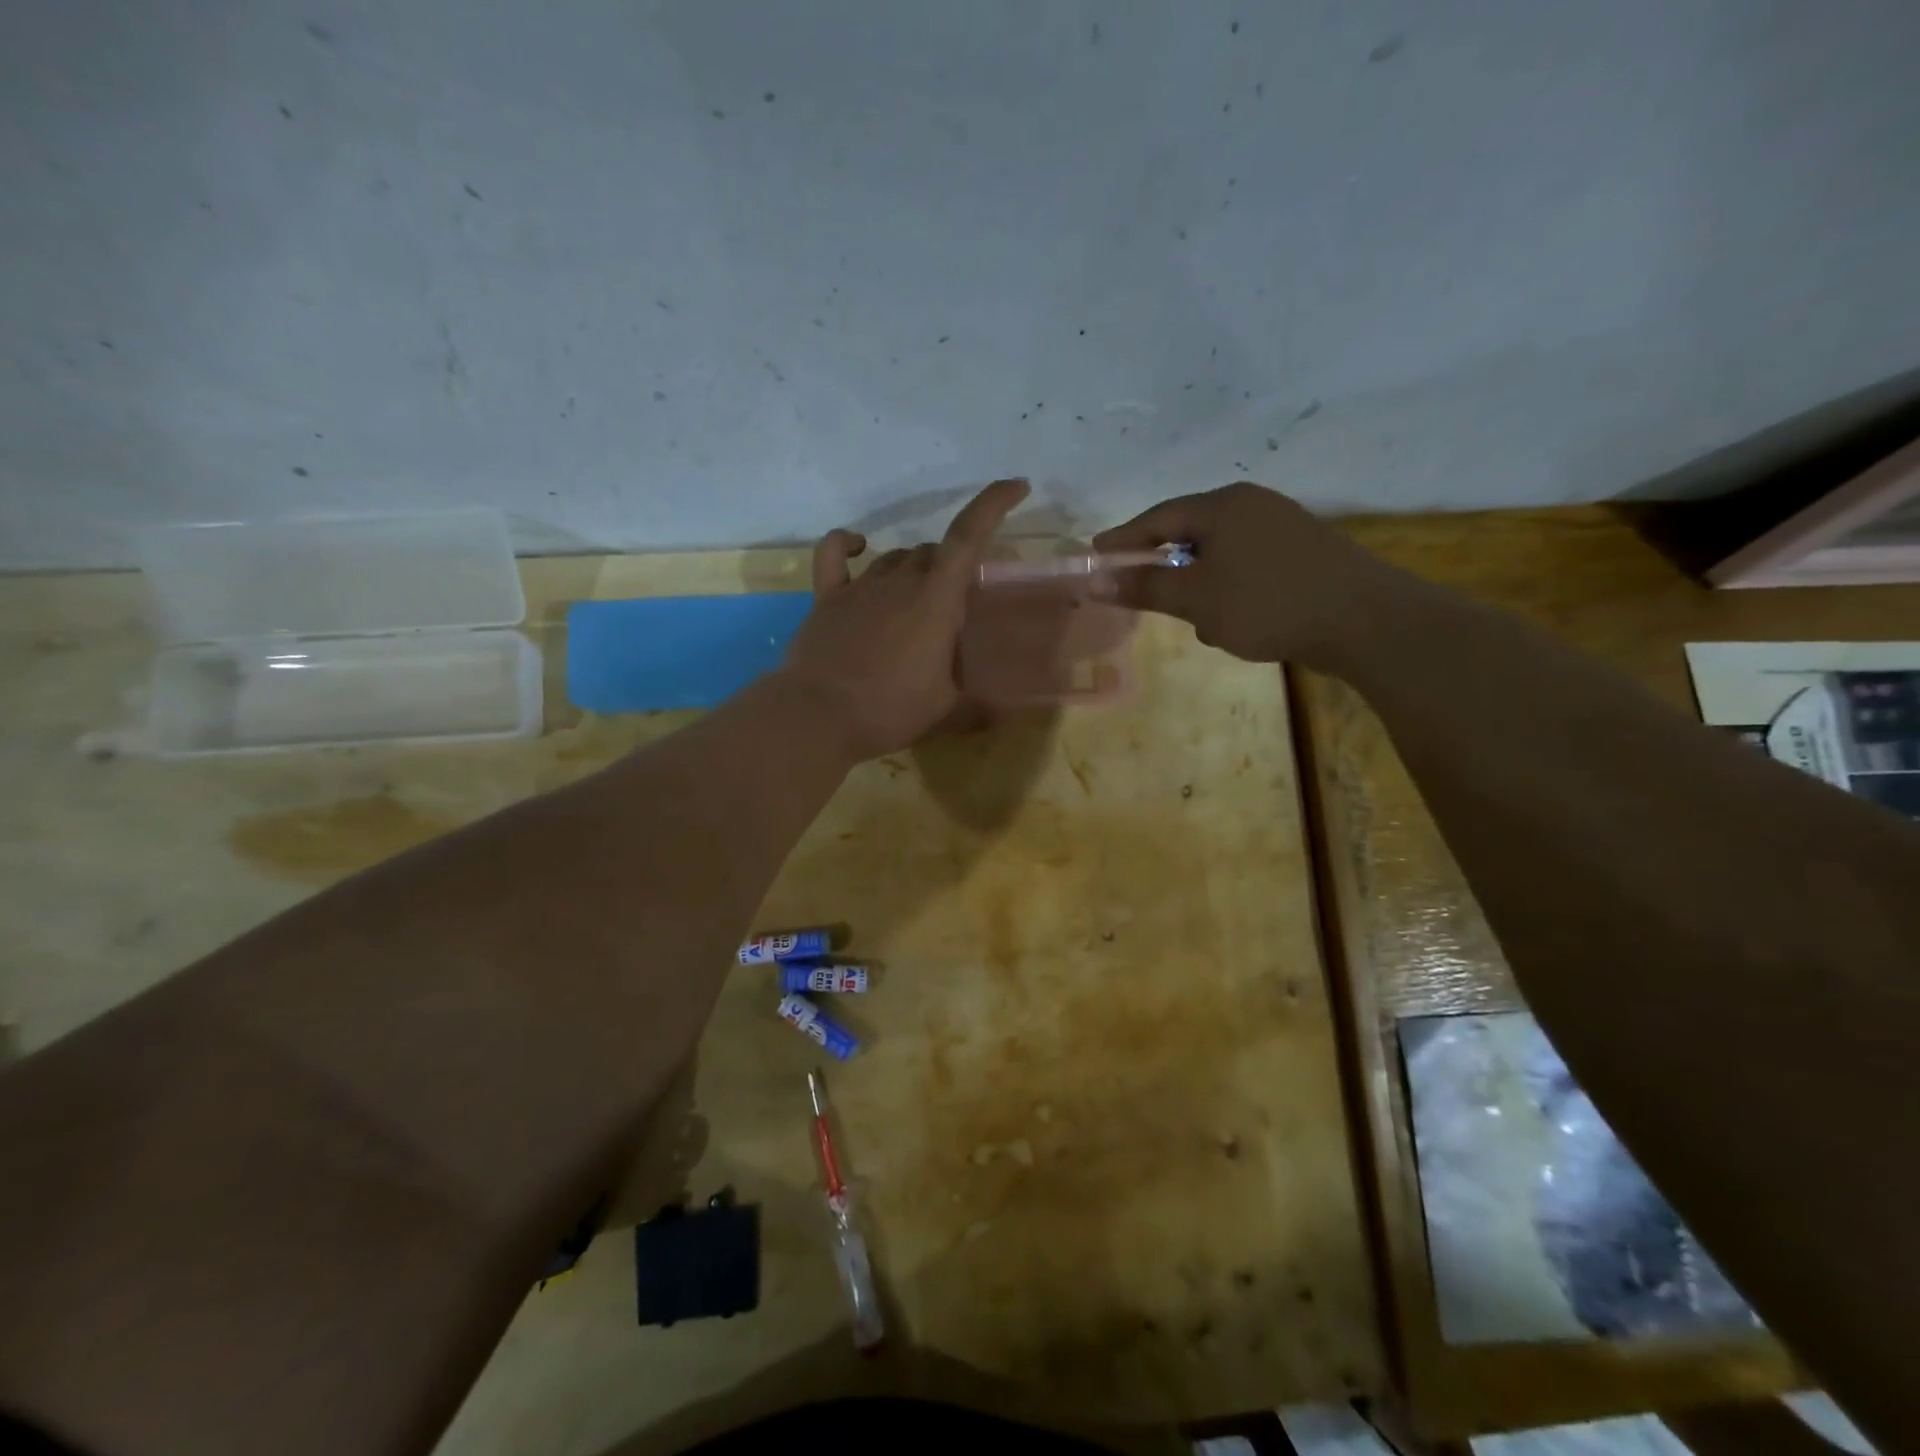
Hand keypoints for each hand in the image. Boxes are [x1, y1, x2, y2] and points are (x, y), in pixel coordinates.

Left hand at [779, 478, 1029, 758]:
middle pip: (932, 552)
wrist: (818, 717)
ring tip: (916, 602)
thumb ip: (972, 695)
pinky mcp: (827, 597)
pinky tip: (857, 546)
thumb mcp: (945, 706)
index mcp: (936, 600)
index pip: (968, 536)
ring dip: (913, 569)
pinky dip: (847, 544)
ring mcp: (860, 585)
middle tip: (955, 604)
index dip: (993, 504)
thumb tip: (997, 706)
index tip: (1016, 486)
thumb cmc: (890, 710)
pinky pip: (834, 554)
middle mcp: (900, 580)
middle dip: (950, 568)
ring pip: (895, 557)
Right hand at [1093, 481, 1396, 666]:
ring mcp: (1284, 528)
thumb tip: (1094, 579)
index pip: (1158, 517)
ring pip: (1221, 554)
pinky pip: (1248, 567)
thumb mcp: (1196, 598)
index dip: (1124, 538)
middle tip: (1140, 589)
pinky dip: (1230, 590)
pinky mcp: (1305, 554)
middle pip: (1191, 532)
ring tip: (1197, 621)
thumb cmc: (1268, 603)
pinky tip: (1235, 624)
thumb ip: (1144, 587)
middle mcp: (1253, 506)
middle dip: (1165, 565)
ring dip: (1201, 585)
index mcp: (1223, 506)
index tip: (1097, 554)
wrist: (1366, 620)